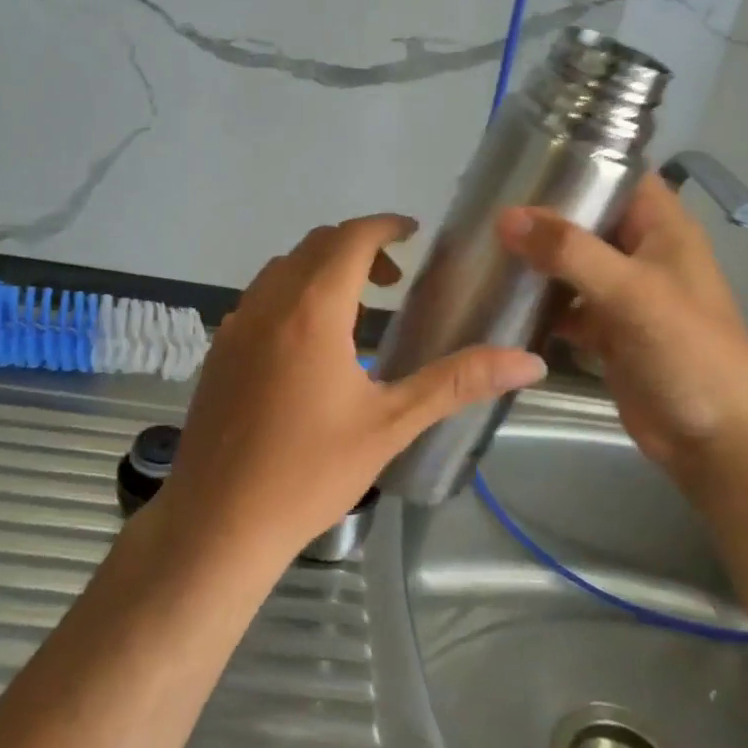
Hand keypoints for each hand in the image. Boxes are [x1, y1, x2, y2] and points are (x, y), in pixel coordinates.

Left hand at [161, 214, 547, 565]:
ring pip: (282, 268)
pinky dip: (291, 294)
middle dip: (358, 247)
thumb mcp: (391, 425)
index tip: (413, 232)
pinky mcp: (218, 350)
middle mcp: (268, 303)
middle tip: (394, 280)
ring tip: (355, 311)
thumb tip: (529, 360)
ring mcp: (235, 325)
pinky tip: (308, 344)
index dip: (385, 226)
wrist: (219, 521)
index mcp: (312, 311)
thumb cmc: (310, 472)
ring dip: (321, 269)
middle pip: (315, 245)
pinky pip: (259, 297)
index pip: (350, 239)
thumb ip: (457, 383)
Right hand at [496, 176, 747, 491]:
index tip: (522, 160)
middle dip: (543, 214)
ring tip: (482, 246)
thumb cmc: (687, 352)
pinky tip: (501, 300)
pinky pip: (566, 306)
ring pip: (572, 263)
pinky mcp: (607, 331)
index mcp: (662, 228)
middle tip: (485, 205)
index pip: (620, 174)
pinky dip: (539, 303)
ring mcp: (624, 294)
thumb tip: (506, 217)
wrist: (716, 441)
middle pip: (587, 218)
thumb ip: (570, 251)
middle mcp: (642, 253)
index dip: (579, 161)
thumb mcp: (631, 292)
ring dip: (536, 258)